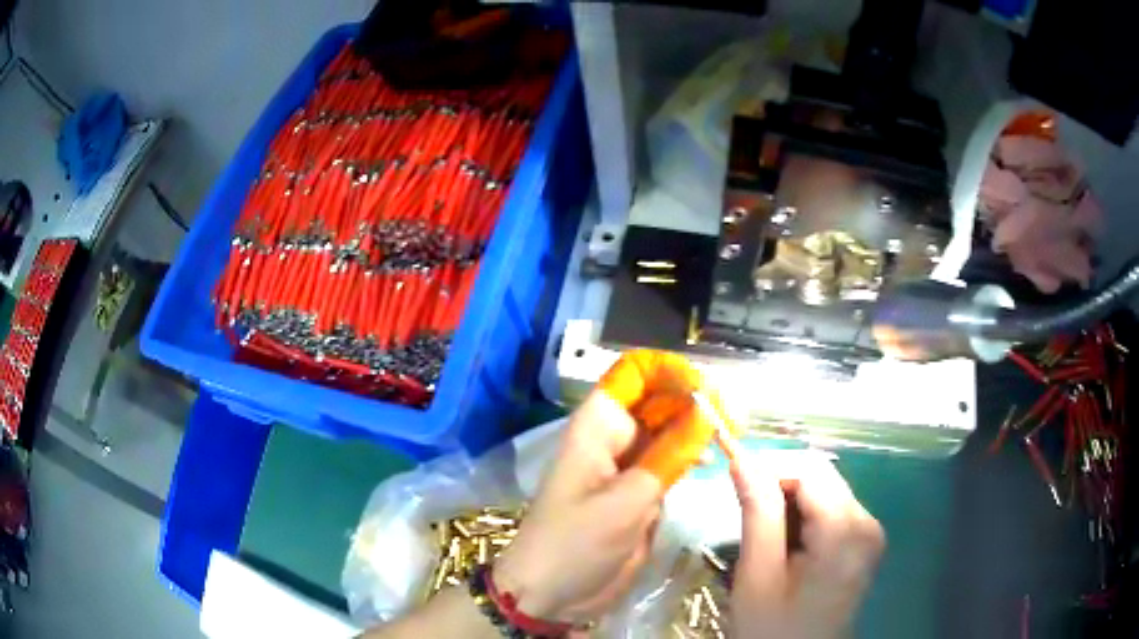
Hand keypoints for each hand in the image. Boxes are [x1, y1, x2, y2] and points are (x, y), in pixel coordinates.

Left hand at [495, 351, 727, 625]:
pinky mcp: (639, 491)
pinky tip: (712, 461)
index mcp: (598, 426)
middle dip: (695, 400)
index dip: (672, 372)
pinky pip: (670, 461)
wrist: (550, 594)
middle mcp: (614, 437)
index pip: (636, 373)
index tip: (709, 393)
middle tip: (735, 419)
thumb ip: (670, 456)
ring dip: (698, 428)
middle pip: (658, 398)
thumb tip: (708, 411)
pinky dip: (691, 456)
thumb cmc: (576, 544)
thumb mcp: (626, 501)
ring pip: (668, 429)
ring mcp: (628, 465)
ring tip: (732, 435)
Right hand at [726, 451, 884, 638]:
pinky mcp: (864, 542)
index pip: (808, 470)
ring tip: (763, 533)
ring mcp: (870, 531)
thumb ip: (757, 512)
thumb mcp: (758, 574)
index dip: (770, 468)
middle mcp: (867, 521)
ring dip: (790, 501)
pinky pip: (832, 510)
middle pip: (821, 477)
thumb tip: (742, 459)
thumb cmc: (773, 627)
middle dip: (780, 484)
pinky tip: (786, 541)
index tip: (734, 483)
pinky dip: (804, 515)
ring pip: (825, 491)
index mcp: (845, 529)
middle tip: (744, 511)